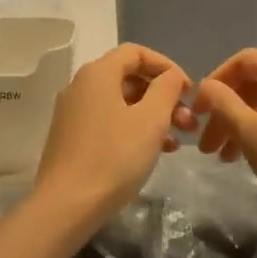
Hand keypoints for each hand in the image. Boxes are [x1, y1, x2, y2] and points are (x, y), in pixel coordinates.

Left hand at [34, 43, 194, 224]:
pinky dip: (133, 129)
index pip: (136, 52)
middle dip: (163, 97)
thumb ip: (166, 89)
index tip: (188, 91)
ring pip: (120, 103)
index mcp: (97, 74)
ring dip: (152, 116)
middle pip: (128, 78)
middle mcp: (80, 87)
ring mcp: (73, 114)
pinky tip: (151, 152)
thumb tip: (170, 76)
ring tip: (175, 143)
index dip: (167, 66)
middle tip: (188, 122)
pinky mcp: (71, 138)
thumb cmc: (114, 158)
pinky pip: (108, 122)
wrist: (67, 205)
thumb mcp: (151, 120)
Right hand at [193, 50, 256, 226]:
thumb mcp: (250, 133)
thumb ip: (223, 104)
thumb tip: (208, 87)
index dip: (214, 83)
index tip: (197, 113)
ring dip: (243, 125)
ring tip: (226, 159)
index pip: (242, 61)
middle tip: (207, 146)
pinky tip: (256, 158)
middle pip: (255, 83)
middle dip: (225, 112)